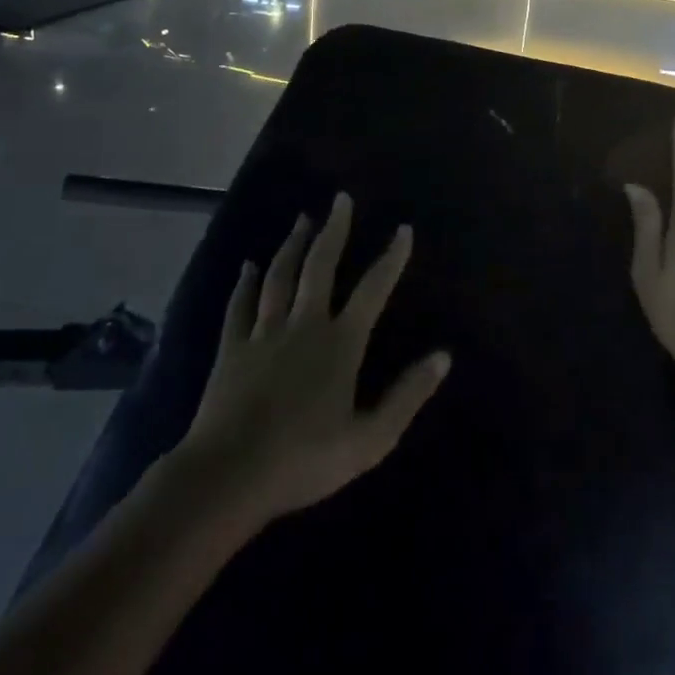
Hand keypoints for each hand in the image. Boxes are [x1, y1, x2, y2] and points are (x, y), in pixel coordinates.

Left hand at [180, 193, 450, 527]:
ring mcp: (264, 333)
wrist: (229, 475)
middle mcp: (304, 325)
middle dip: (334, 230)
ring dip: (292, 245)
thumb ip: (408, 395)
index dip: (391, 257)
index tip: (403, 228)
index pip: (373, 289)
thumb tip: (444, 356)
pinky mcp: (232, 348)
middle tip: (341, 200)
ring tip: (302, 219)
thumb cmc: (306, 459)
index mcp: (341, 343)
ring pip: (279, 276)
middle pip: (320, 266)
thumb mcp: (371, 438)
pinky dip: (244, 282)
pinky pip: (239, 305)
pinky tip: (247, 265)